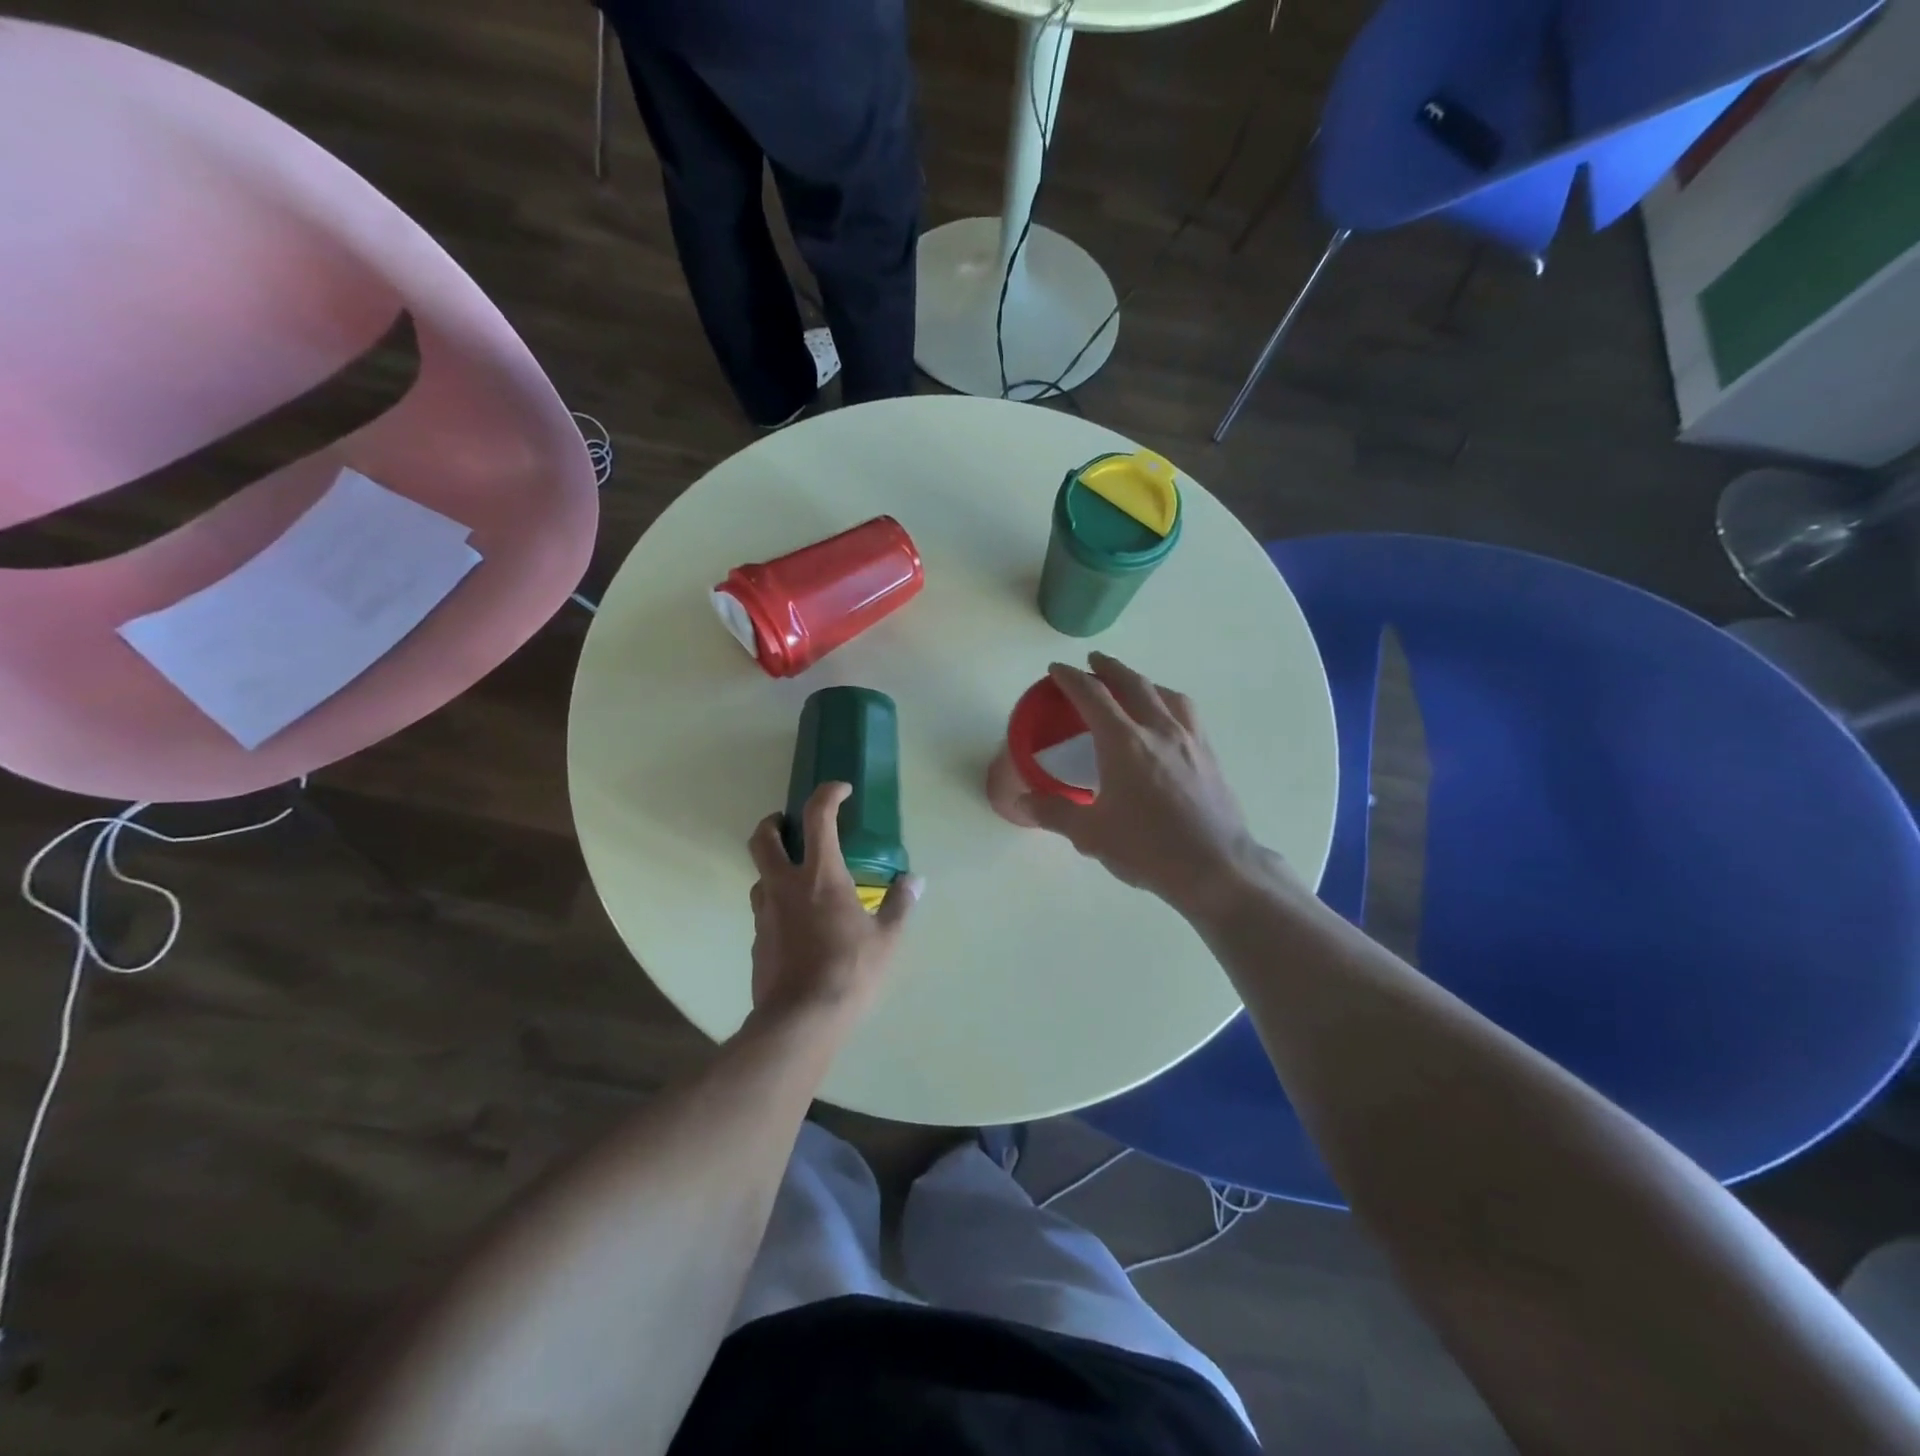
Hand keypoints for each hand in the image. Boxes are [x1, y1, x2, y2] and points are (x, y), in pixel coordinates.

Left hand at [746, 781, 920, 1028]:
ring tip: (798, 879)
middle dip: (773, 822)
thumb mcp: (886, 938)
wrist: (800, 1020)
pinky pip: (764, 909)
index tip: (841, 791)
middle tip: (790, 825)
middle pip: (763, 838)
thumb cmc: (849, 971)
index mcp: (820, 875)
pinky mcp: (757, 940)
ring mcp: (765, 912)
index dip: (828, 794)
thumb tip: (914, 881)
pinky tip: (798, 923)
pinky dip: (778, 903)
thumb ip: (899, 904)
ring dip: (775, 866)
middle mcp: (785, 885)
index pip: (817, 816)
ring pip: (759, 875)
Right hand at [1023, 653, 1275, 915]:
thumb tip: (1023, 802)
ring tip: (1133, 685)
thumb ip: (1054, 812)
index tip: (1056, 669)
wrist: (1215, 867)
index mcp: (1124, 743)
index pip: (1092, 696)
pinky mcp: (1210, 755)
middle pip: (1132, 683)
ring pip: (1166, 694)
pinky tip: (1168, 720)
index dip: (1071, 678)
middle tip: (1094, 661)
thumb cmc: (1147, 848)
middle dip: (1109, 668)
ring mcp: (1190, 740)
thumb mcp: (1091, 834)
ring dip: (1144, 682)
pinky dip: (1169, 703)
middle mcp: (1158, 730)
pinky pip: (1187, 714)